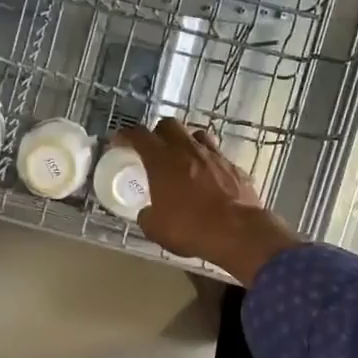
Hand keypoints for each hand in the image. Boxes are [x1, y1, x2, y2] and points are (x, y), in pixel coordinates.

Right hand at [113, 119, 302, 284]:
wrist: (237, 232)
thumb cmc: (190, 228)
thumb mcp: (156, 228)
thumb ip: (147, 215)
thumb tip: (148, 213)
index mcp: (162, 160)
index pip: (138, 135)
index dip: (126, 135)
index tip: (120, 141)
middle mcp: (187, 150)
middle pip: (169, 125)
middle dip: (158, 133)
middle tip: (154, 149)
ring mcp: (214, 156)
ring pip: (196, 135)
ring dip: (186, 142)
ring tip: (182, 158)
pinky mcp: (234, 167)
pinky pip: (217, 156)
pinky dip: (208, 162)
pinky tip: (208, 178)